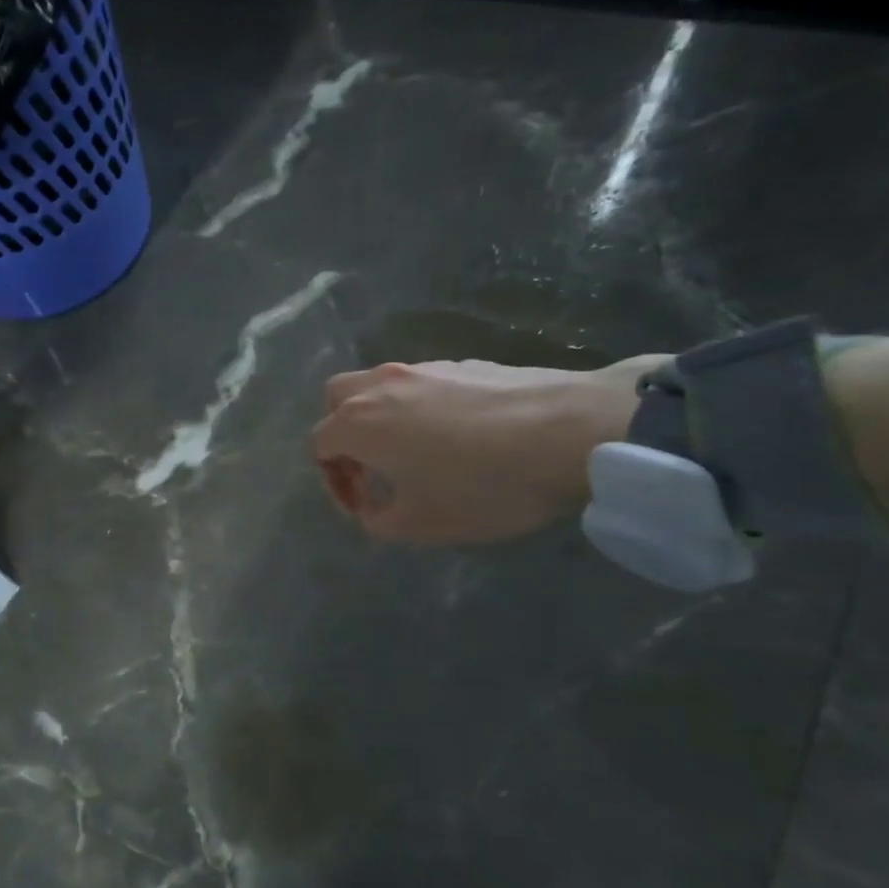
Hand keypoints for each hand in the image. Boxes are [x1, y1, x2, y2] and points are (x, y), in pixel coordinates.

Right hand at [311, 356, 657, 544]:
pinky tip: (459, 437)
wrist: (570, 432)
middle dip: (343, 435)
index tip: (364, 507)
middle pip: (337, 400)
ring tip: (416, 454)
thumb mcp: (419, 524)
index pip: (318, 445)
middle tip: (372, 468)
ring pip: (379, 387)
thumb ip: (376, 519)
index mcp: (358, 423)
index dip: (332, 482)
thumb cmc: (481, 486)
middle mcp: (380, 386)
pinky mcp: (464, 363)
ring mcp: (423, 368)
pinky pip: (421, 384)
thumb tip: (372, 506)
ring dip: (380, 419)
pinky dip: (419, 407)